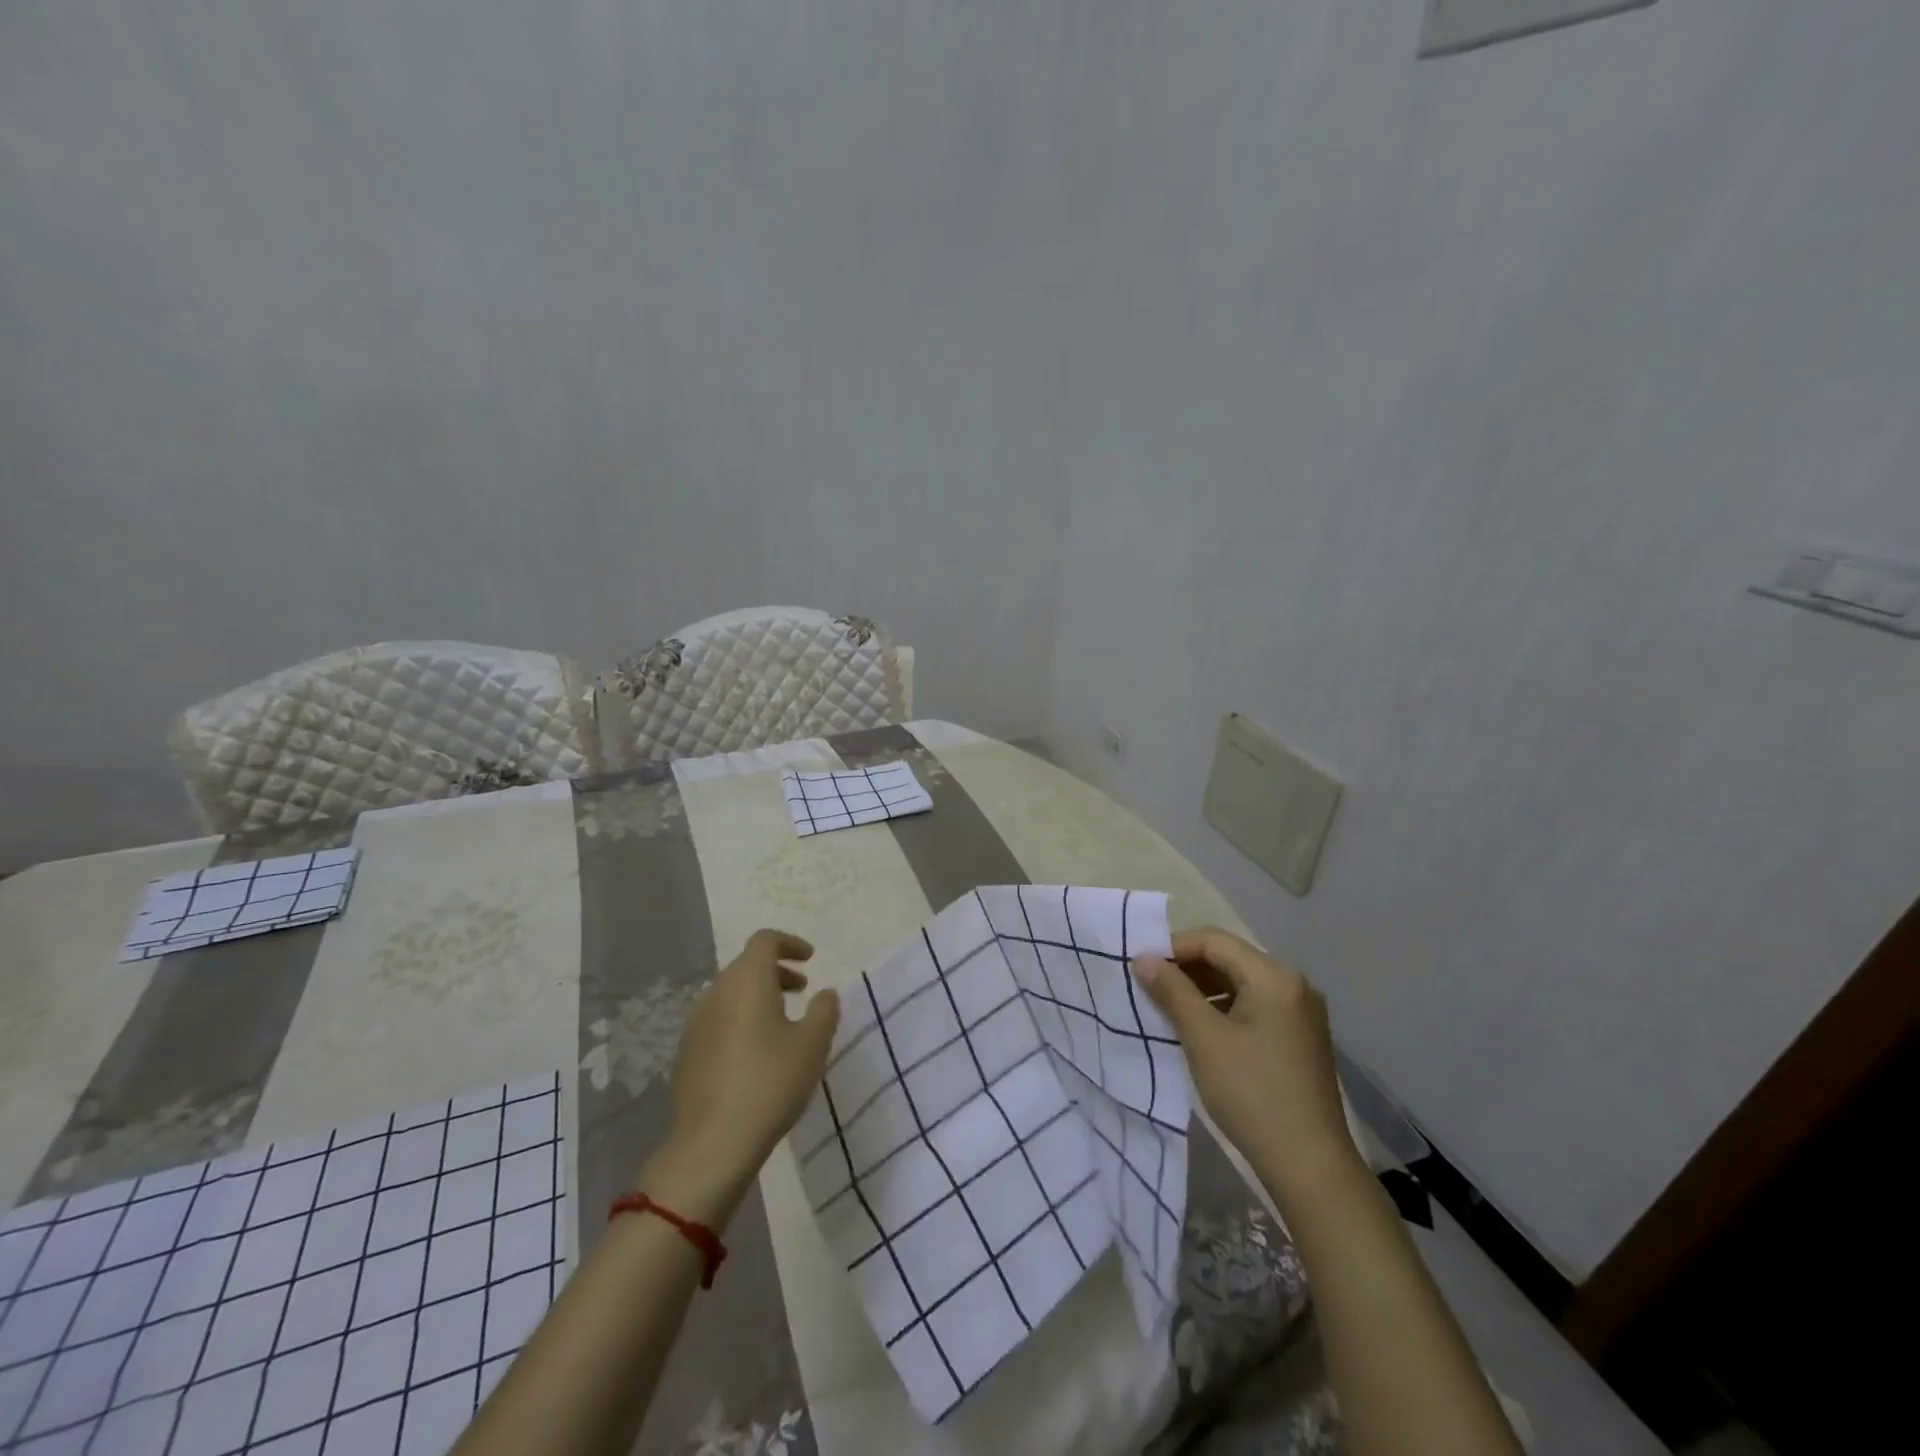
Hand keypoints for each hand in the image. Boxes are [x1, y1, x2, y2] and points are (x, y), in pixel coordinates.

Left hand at [643, 930, 839, 1220]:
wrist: (713, 1143)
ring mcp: (696, 1022)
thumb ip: (824, 1010)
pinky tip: (754, 1052)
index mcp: (748, 980)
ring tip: (781, 1021)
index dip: (789, 943)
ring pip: (730, 993)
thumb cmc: (770, 1083)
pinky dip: (739, 1019)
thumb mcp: (813, 1044)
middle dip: (776, 971)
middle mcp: (717, 992)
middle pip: (746, 965)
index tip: (810, 959)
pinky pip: (718, 1019)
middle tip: (802, 990)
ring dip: (757, 995)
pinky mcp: (687, 1052)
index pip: (765, 940)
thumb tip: (824, 993)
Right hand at [1133, 927, 1357, 1202]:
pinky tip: (1199, 1029)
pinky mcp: (1298, 1038)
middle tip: (1149, 987)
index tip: (1140, 967)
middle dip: (1186, 968)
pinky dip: (1222, 1008)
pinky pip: (1253, 1006)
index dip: (1173, 947)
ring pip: (1239, 983)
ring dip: (1202, 989)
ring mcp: (1299, 1013)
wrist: (1309, 1165)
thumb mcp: (1202, 1037)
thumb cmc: (1251, 1093)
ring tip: (1167, 1008)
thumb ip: (1171, 991)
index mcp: (1274, 977)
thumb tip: (1143, 958)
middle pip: (1229, 958)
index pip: (1214, 940)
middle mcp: (1293, 985)